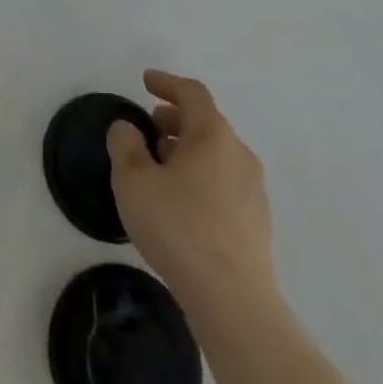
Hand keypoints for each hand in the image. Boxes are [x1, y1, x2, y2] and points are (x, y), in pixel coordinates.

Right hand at [107, 70, 277, 307]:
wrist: (234, 302)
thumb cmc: (179, 229)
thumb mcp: (133, 181)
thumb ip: (125, 145)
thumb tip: (128, 128)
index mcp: (212, 135)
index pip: (192, 93)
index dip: (167, 82)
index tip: (146, 81)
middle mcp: (239, 154)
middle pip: (206, 122)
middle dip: (175, 119)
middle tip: (150, 127)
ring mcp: (254, 190)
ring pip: (217, 154)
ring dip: (188, 150)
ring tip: (161, 167)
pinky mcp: (257, 223)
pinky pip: (225, 182)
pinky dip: (202, 176)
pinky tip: (182, 203)